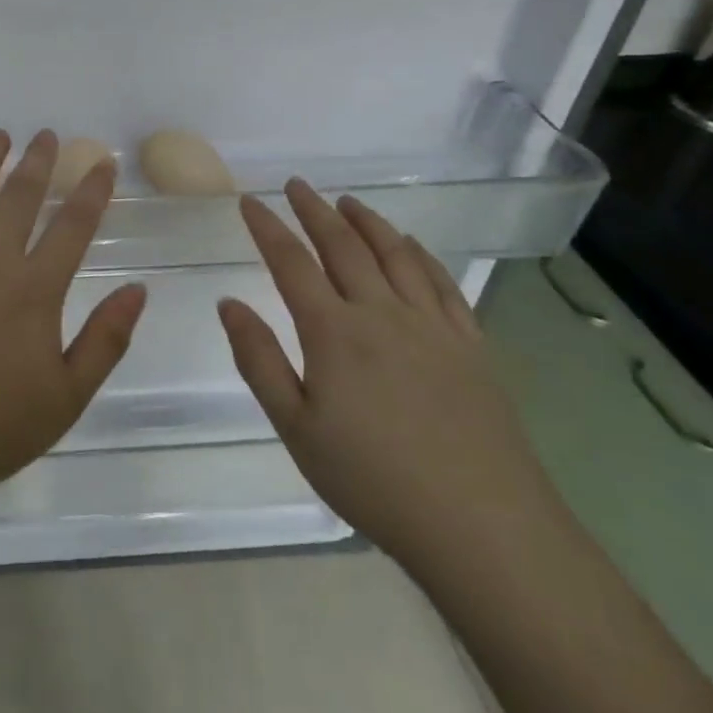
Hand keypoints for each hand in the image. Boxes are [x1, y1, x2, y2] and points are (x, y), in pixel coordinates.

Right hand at [219, 183, 559, 573]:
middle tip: (296, 185)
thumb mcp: (296, 428)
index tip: (249, 201)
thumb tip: (229, 302)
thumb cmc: (374, 481)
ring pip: (395, 255)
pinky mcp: (471, 346)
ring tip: (348, 201)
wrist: (483, 527)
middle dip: (315, 211)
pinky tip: (412, 245)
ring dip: (368, 222)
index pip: (291, 263)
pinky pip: (442, 284)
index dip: (267, 228)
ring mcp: (432, 326)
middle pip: (343, 246)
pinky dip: (421, 255)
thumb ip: (259, 360)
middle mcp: (381, 313)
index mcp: (334, 332)